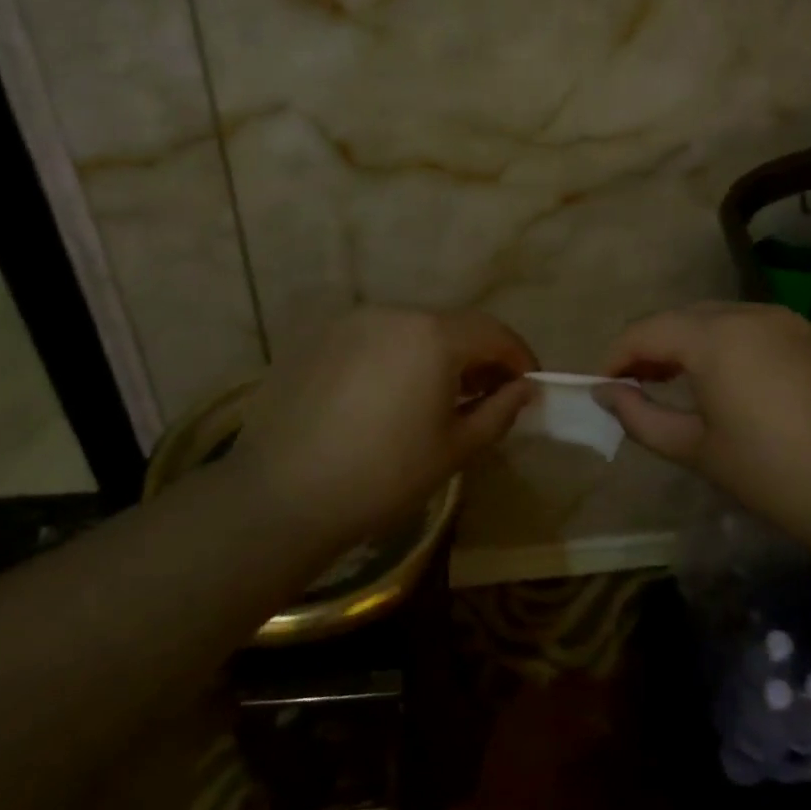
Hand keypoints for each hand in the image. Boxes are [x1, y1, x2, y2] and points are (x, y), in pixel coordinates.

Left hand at [227, 306, 537, 541]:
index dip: (517, 355)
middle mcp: (394, 314)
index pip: (492, 331)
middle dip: (477, 355)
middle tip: (488, 393)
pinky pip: (375, 339)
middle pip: (451, 326)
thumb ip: (498, 411)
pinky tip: (388, 396)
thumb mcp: (454, 449)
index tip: (528, 384)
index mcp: (433, 336)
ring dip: (435, 355)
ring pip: (411, 330)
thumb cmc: (383, 476)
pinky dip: (396, 358)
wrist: (282, 496)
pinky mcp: (320, 339)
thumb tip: (523, 389)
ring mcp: (351, 322)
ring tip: (438, 396)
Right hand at [594, 301, 810, 533]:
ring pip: (724, 319)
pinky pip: (760, 330)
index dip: (617, 355)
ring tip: (685, 382)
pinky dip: (735, 346)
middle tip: (639, 384)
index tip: (604, 385)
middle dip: (655, 346)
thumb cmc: (771, 473)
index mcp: (714, 336)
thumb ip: (639, 416)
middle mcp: (750, 313)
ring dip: (695, 343)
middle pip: (685, 317)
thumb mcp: (695, 449)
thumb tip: (607, 392)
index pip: (647, 330)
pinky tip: (740, 383)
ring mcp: (791, 321)